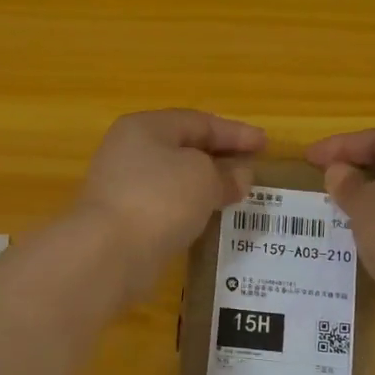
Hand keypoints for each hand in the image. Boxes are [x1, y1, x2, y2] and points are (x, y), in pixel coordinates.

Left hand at [72, 109, 265, 299]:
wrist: (109, 253)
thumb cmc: (160, 199)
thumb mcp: (203, 178)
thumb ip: (226, 173)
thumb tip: (239, 176)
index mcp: (146, 127)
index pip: (199, 121)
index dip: (235, 133)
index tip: (266, 144)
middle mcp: (130, 151)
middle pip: (184, 148)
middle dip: (221, 157)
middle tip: (253, 167)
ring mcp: (123, 186)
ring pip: (175, 178)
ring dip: (207, 184)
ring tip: (238, 194)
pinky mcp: (124, 219)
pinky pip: (167, 205)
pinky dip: (191, 207)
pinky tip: (210, 218)